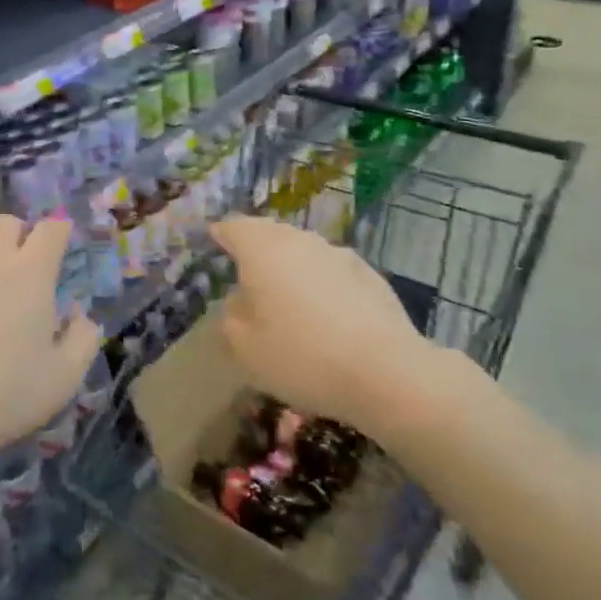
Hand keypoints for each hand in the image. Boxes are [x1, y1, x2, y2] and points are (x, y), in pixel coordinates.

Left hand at [0, 215, 99, 473]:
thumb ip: (84, 339)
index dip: (60, 233)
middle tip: (22, 269)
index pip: (52, 229)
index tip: (61, 250)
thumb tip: (81, 315)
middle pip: (8, 223)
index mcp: (32, 272)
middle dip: (20, 237)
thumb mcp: (63, 379)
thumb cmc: (3, 394)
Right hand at [210, 216, 426, 433]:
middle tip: (246, 271)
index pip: (234, 227)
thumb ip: (232, 317)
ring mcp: (338, 254)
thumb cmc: (302, 357)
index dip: (221, 233)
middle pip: (270, 232)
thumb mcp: (246, 348)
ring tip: (286, 295)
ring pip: (304, 250)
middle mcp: (300, 241)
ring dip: (291, 264)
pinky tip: (326, 313)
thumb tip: (240, 300)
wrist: (386, 372)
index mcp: (262, 250)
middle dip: (256, 246)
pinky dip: (321, 282)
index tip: (214, 241)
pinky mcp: (369, 274)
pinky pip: (332, 270)